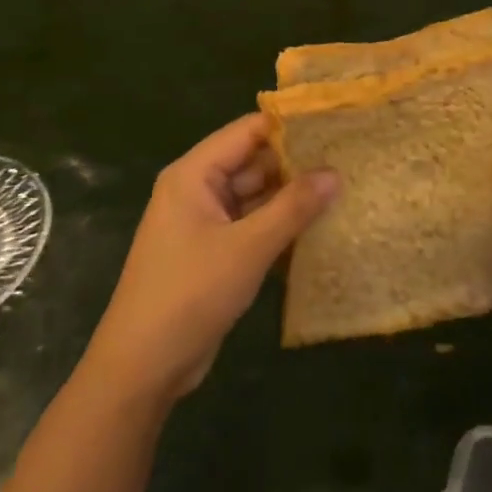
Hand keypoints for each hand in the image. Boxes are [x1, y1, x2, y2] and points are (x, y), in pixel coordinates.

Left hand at [83, 113, 337, 403]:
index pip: (248, 131)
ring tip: (344, 187)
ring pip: (256, 196)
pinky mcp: (214, 252)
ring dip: (292, 197)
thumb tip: (335, 172)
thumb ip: (293, 207)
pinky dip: (280, 225)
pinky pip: (253, 225)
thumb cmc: (190, 294)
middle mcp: (198, 190)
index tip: (334, 123)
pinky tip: (320, 227)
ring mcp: (205, 222)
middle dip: (297, 163)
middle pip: (253, 162)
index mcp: (194, 174)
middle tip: (349, 158)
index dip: (289, 126)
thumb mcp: (248, 248)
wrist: (142, 368)